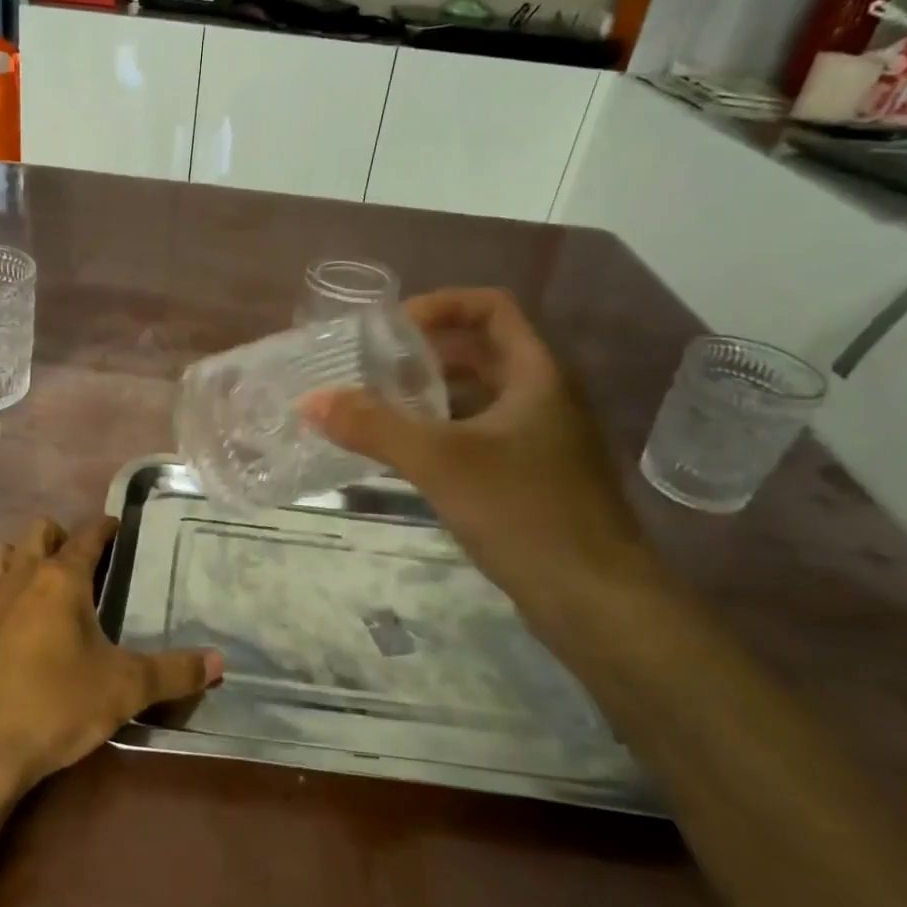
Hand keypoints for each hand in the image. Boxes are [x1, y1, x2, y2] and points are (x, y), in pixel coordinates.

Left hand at [0, 515, 222, 797]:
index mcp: (62, 579)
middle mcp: (19, 576)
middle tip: (77, 563)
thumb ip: (175, 672)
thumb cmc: (58, 706)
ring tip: (32, 582)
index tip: (116, 528)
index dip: (105, 527)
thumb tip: (221, 663)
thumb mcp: (126, 689)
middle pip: (37, 531)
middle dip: (58, 537)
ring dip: (14, 559)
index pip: (88, 535)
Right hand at [303, 288, 651, 620]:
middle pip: (481, 352)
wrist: (596, 601)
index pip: (491, 308)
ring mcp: (542, 440)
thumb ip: (373, 427)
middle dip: (426, 354)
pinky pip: (481, 435)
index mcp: (537, 374)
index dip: (441, 304)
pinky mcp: (533, 477)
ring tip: (378, 409)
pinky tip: (408, 456)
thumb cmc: (525, 513)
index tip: (391, 328)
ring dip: (431, 396)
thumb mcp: (440, 462)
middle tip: (372, 369)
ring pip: (480, 397)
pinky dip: (444, 433)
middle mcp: (545, 397)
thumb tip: (310, 401)